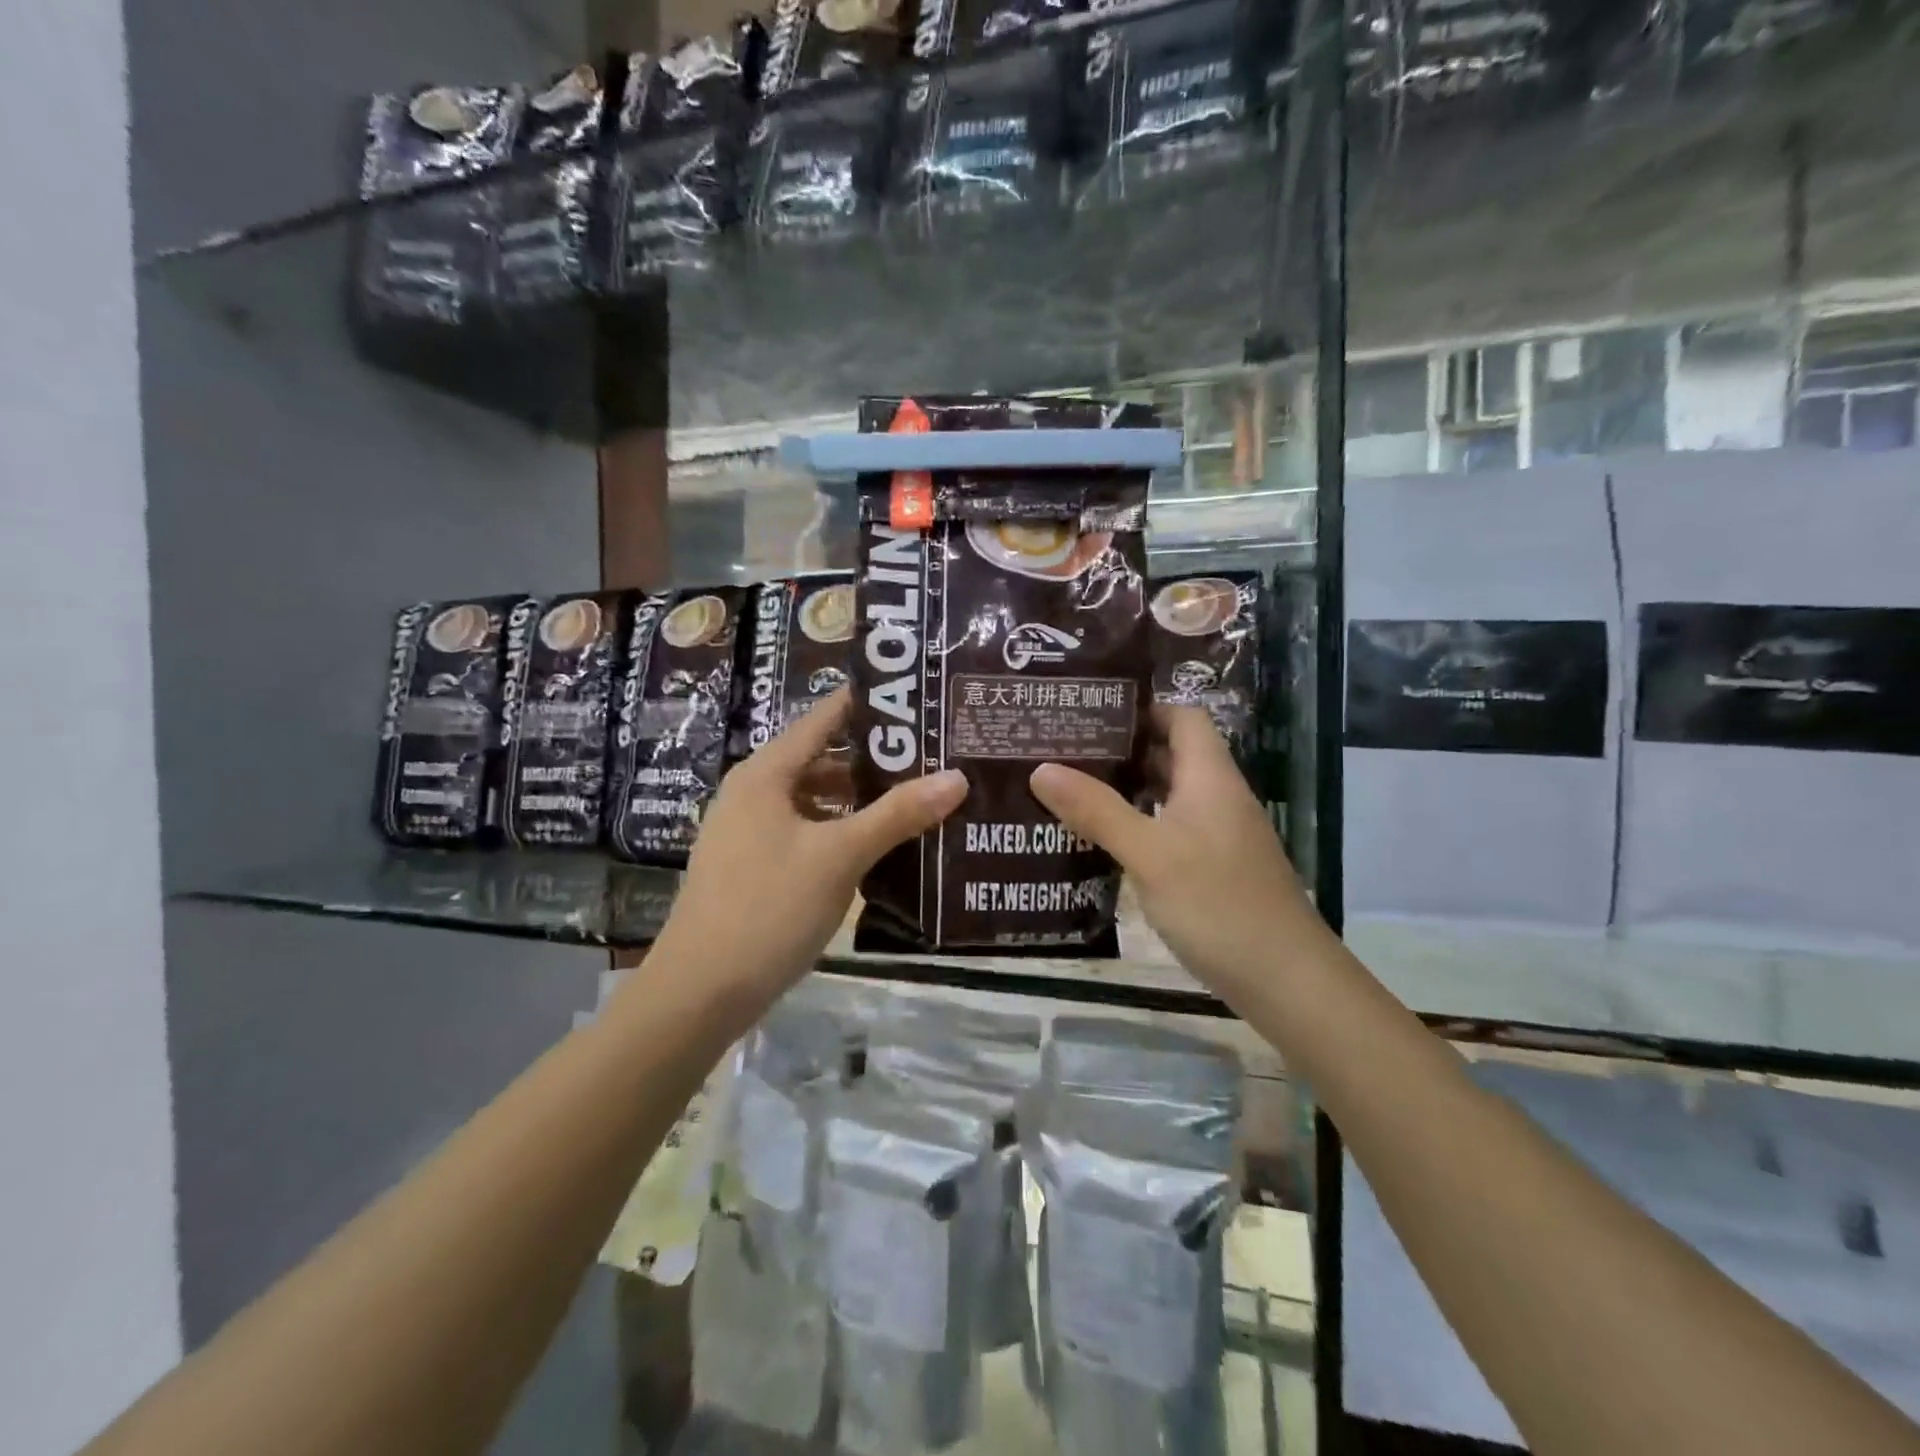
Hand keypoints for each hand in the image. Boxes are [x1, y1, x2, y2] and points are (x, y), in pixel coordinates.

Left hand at [652, 688, 967, 1003]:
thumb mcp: (840, 856)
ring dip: (858, 799)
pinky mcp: (753, 867)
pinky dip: (839, 830)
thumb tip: (958, 776)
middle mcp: (753, 793)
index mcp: (766, 774)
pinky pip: (805, 831)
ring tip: (914, 798)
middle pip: (820, 759)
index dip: (867, 705)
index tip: (915, 698)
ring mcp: (748, 832)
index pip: (822, 719)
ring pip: (813, 799)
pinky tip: (876, 847)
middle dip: (873, 758)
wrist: (700, 992)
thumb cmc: (769, 907)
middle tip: (930, 754)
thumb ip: (898, 814)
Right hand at [1029, 705, 1324, 994]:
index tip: (1089, 712)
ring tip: (1071, 788)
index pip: (1182, 717)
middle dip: (1122, 748)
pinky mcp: (1214, 868)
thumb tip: (1041, 768)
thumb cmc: (1218, 904)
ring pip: (1169, 795)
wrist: (1286, 980)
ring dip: (1127, 789)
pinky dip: (1138, 825)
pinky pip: (1170, 829)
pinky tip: (1102, 841)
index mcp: (1210, 778)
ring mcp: (1219, 835)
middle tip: (1064, 749)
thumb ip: (1097, 810)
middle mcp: (1217, 797)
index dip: (1141, 708)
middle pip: (1172, 754)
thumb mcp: (1150, 854)